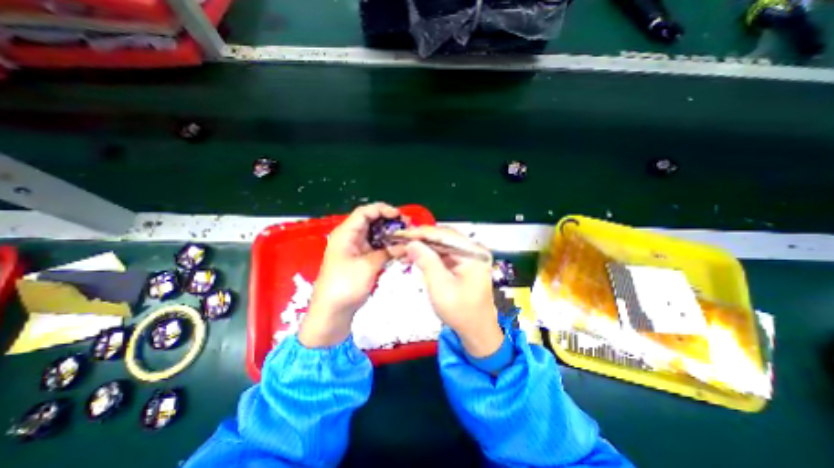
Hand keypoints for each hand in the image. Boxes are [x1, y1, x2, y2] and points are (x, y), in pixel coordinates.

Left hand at [299, 202, 403, 348]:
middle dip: (389, 221)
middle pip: (371, 221)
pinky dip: (386, 245)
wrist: (332, 312)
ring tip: (405, 236)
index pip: (364, 212)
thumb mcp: (368, 266)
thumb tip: (406, 246)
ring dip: (389, 233)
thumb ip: (388, 252)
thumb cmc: (345, 285)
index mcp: (346, 233)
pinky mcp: (360, 259)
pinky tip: (398, 248)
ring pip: (374, 234)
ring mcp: (355, 248)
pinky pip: (375, 246)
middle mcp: (350, 237)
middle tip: (406, 226)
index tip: (399, 215)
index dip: (382, 209)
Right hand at [392, 226, 500, 358]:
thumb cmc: (461, 312)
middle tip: (398, 241)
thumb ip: (427, 262)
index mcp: (473, 253)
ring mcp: (468, 256)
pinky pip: (442, 254)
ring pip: (440, 245)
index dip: (421, 233)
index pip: (444, 235)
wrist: (476, 331)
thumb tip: (412, 243)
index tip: (401, 234)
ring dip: (421, 247)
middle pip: (442, 237)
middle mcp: (473, 250)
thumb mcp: (441, 287)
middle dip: (419, 239)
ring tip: (401, 250)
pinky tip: (413, 257)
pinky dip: (427, 255)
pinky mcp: (462, 263)